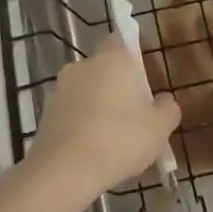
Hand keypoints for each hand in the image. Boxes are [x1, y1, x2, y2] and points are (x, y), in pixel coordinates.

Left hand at [21, 36, 180, 208]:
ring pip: (85, 93)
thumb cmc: (119, 140)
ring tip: (114, 141)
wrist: (64, 171)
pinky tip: (93, 152)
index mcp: (111, 59)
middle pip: (103, 70)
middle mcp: (81, 66)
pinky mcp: (45, 114)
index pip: (120, 40)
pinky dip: (81, 126)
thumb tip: (165, 101)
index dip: (132, 56)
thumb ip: (167, 109)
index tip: (143, 79)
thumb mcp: (158, 128)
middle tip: (134, 116)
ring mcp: (59, 90)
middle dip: (117, 87)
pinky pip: (71, 114)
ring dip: (97, 108)